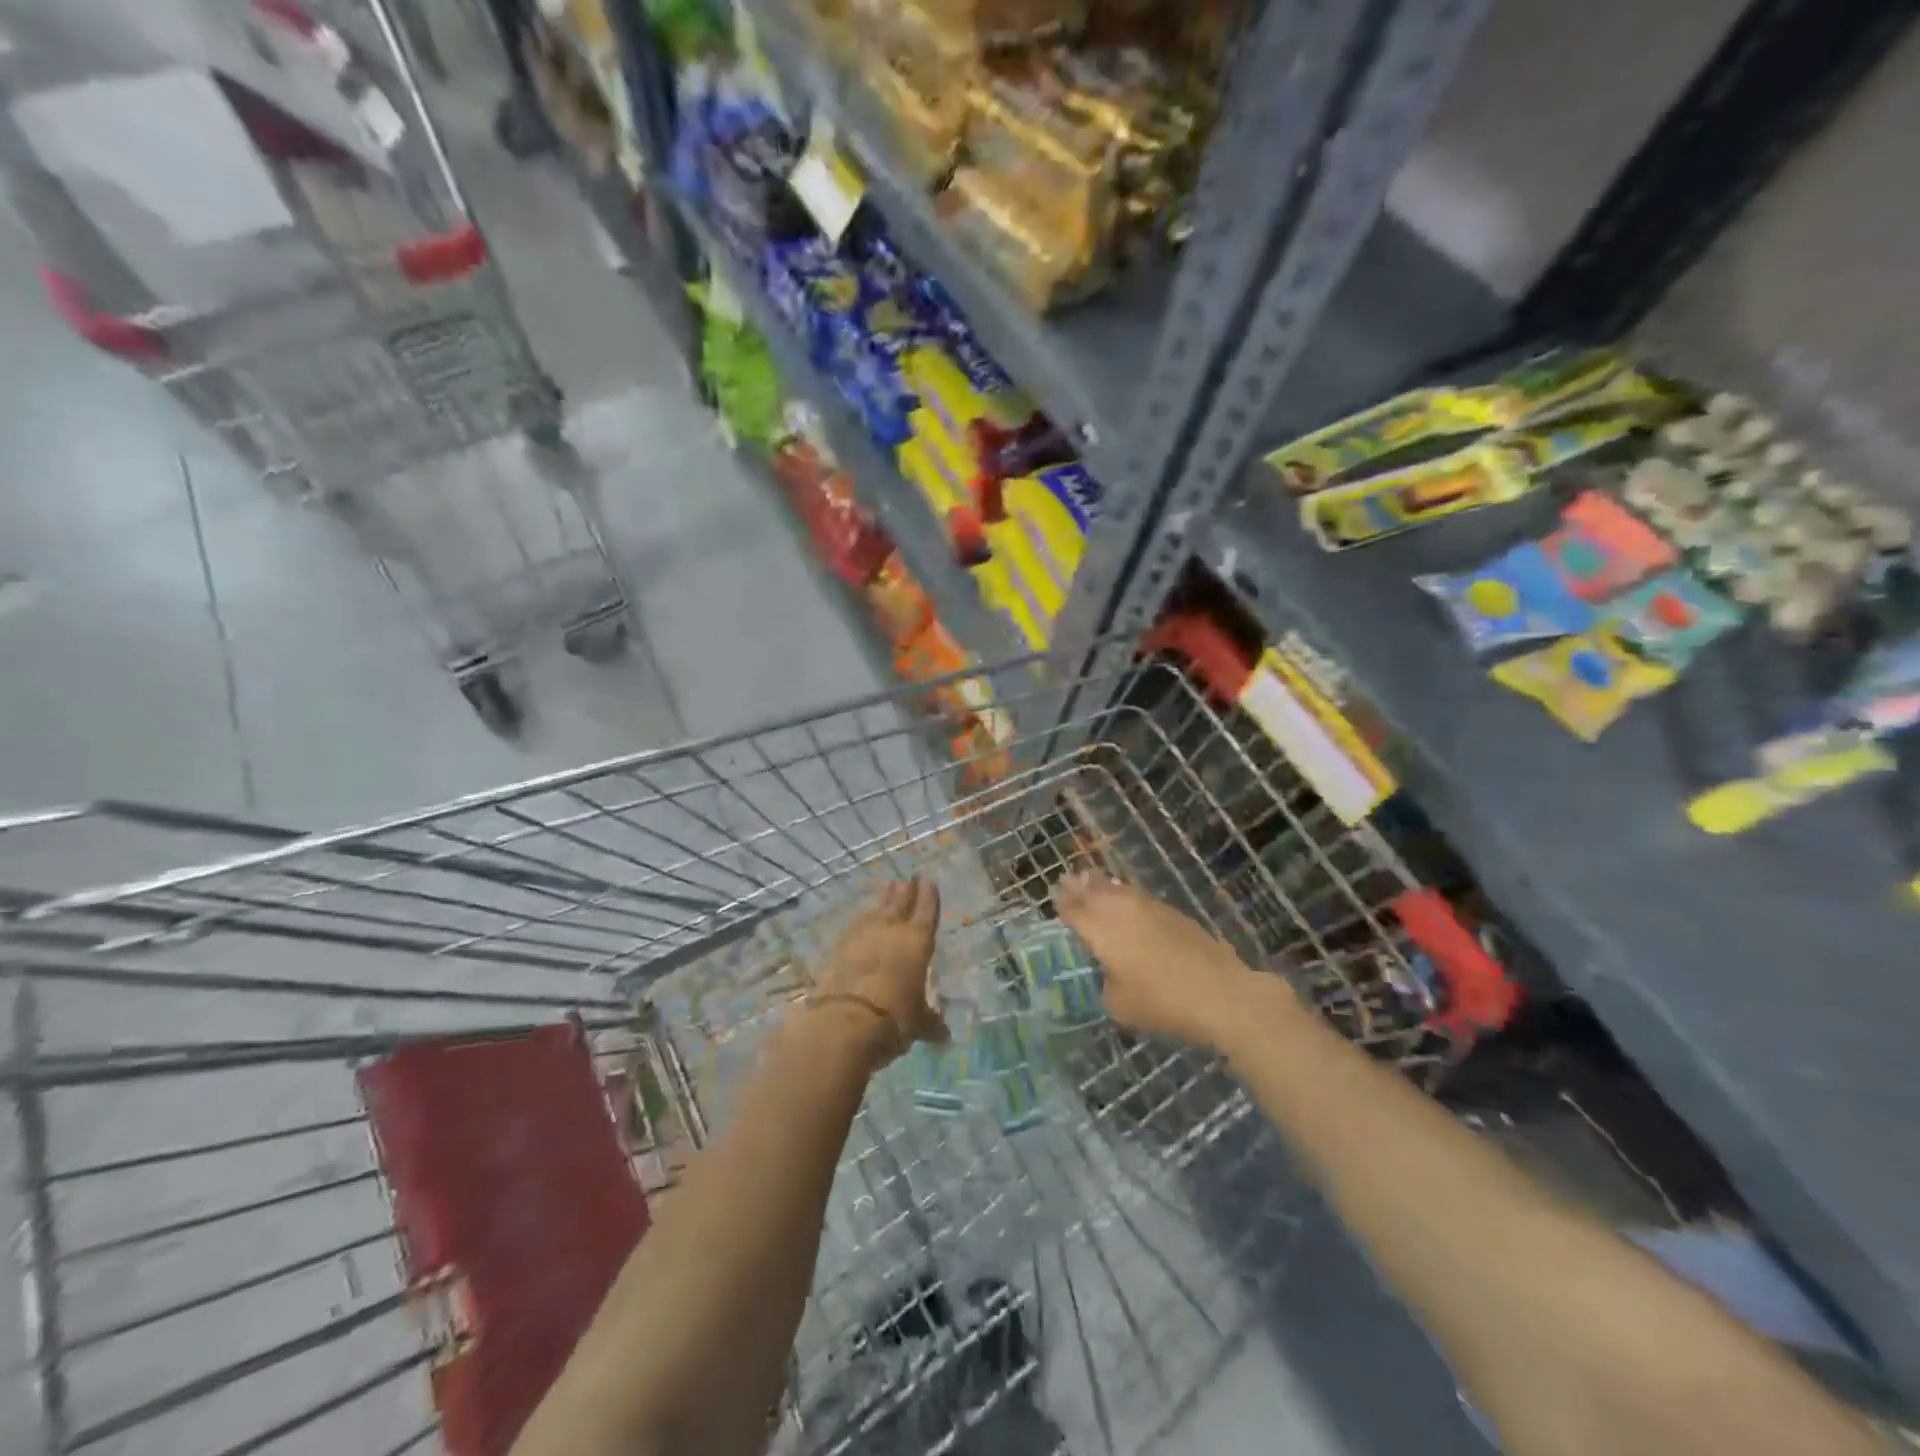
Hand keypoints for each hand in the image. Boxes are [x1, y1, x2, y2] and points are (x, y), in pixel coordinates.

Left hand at [812, 878, 947, 1062]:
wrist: (843, 1023)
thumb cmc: (893, 1019)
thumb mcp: (917, 1024)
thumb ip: (930, 1023)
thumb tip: (944, 1036)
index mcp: (917, 942)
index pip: (926, 911)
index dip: (929, 895)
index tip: (928, 879)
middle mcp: (891, 931)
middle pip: (900, 903)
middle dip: (906, 891)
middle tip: (909, 878)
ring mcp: (862, 936)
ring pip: (876, 910)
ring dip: (883, 900)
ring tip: (888, 888)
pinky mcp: (838, 948)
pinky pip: (854, 926)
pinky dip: (861, 921)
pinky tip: (861, 920)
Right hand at [1052, 873, 1269, 1049]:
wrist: (1220, 993)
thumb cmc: (1162, 1001)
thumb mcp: (1119, 1004)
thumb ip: (1106, 983)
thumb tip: (1110, 973)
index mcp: (1101, 929)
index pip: (1075, 910)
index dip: (1064, 904)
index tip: (1055, 897)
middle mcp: (1121, 909)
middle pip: (1094, 891)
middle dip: (1079, 887)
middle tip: (1068, 881)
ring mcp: (1149, 907)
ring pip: (1118, 889)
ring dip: (1102, 886)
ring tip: (1092, 880)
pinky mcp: (1172, 913)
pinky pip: (1138, 897)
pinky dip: (1125, 895)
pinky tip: (1126, 901)